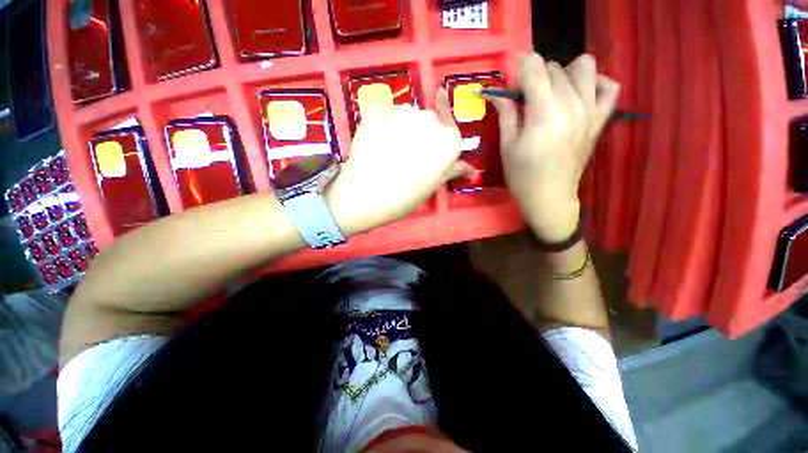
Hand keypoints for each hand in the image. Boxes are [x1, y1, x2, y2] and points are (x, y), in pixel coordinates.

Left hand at [327, 89, 470, 235]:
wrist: (367, 195)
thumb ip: (453, 170)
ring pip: (406, 115)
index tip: (432, 134)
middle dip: (420, 134)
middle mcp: (430, 120)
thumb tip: (472, 170)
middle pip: (428, 121)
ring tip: (389, 150)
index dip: (441, 130)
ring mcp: (403, 112)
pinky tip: (376, 142)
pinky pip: (385, 112)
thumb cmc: (405, 196)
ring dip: (401, 127)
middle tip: (407, 155)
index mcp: (448, 141)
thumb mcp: (433, 185)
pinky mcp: (378, 110)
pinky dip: (383, 123)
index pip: (450, 124)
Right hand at [487, 53, 619, 242]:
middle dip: (536, 76)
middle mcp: (571, 105)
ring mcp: (591, 110)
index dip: (519, 69)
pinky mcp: (600, 119)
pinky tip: (580, 94)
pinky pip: (609, 86)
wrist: (550, 196)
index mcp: (544, 113)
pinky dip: (596, 82)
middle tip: (525, 98)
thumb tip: (496, 92)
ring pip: (583, 67)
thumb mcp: (507, 145)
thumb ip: (506, 113)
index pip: (534, 68)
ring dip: (564, 73)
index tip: (511, 84)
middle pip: (555, 68)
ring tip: (552, 93)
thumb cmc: (522, 175)